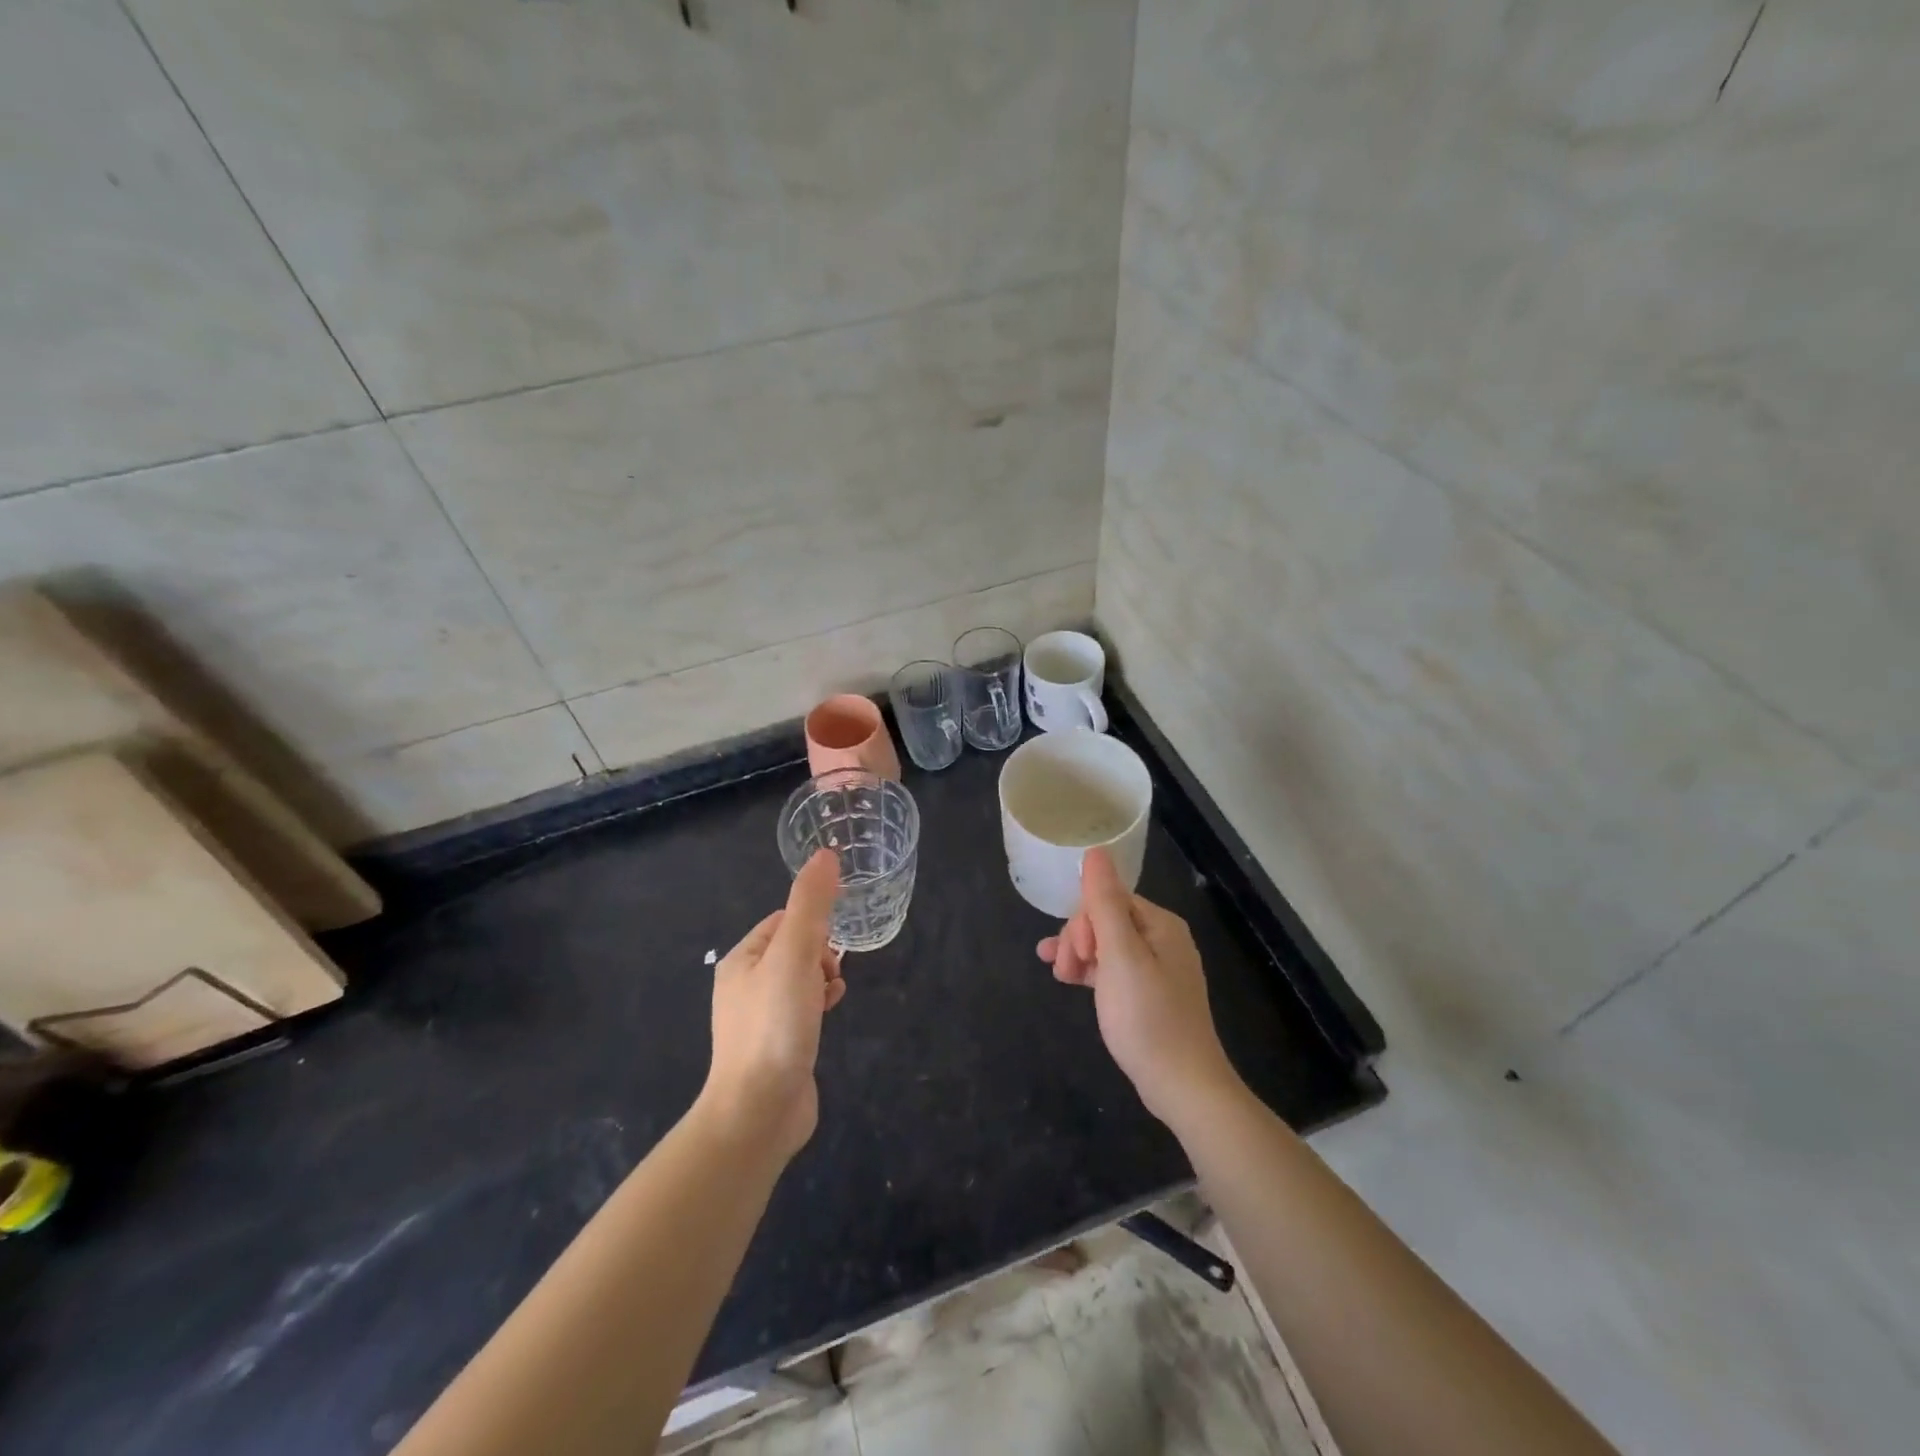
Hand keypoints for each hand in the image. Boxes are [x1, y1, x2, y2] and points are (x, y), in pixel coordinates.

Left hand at [702, 849, 846, 1158]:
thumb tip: (826, 853)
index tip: (830, 944)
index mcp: (741, 960)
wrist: (758, 1111)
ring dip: (823, 979)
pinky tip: (829, 1017)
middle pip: (794, 948)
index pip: (784, 919)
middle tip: (828, 975)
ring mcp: (759, 1018)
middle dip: (821, 954)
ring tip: (830, 997)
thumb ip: (811, 904)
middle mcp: (745, 985)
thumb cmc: (774, 1025)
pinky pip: (802, 1009)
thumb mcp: (795, 955)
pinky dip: (819, 1006)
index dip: (813, 925)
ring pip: (801, 979)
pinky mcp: (776, 1045)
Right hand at [1038, 849, 1238, 1126]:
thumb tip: (1095, 851)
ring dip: (1079, 954)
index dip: (1082, 922)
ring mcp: (1157, 968)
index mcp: (1159, 924)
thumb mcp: (1120, 955)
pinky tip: (1070, 981)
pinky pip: (1113, 969)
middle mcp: (1162, 939)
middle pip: (1106, 920)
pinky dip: (1091, 972)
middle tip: (1063, 971)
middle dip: (1078, 939)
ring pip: (1106, 945)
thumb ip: (1104, 902)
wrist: (1182, 1086)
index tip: (1072, 954)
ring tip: (1059, 977)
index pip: (1108, 900)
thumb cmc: (1148, 1017)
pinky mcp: (1149, 995)